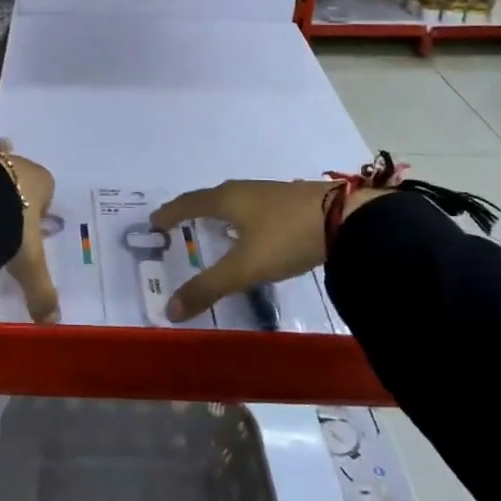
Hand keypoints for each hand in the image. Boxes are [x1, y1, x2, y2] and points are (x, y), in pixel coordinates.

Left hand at [0, 73, 59, 323]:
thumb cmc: (4, 229)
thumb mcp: (26, 264)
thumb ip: (40, 293)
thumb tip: (53, 325)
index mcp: (37, 185)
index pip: (43, 192)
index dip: (34, 209)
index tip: (23, 228)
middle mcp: (12, 163)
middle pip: (16, 170)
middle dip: (10, 183)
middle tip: (2, 201)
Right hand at [148, 179, 389, 321]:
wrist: (346, 219)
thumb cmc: (285, 237)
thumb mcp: (244, 267)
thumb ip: (208, 288)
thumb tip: (169, 310)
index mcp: (226, 199)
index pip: (189, 203)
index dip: (170, 213)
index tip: (154, 222)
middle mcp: (244, 190)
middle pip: (210, 198)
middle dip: (192, 211)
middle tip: (178, 224)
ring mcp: (270, 193)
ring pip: (234, 201)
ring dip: (218, 213)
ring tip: (213, 228)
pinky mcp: (292, 202)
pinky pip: (254, 207)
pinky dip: (241, 218)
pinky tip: (253, 232)